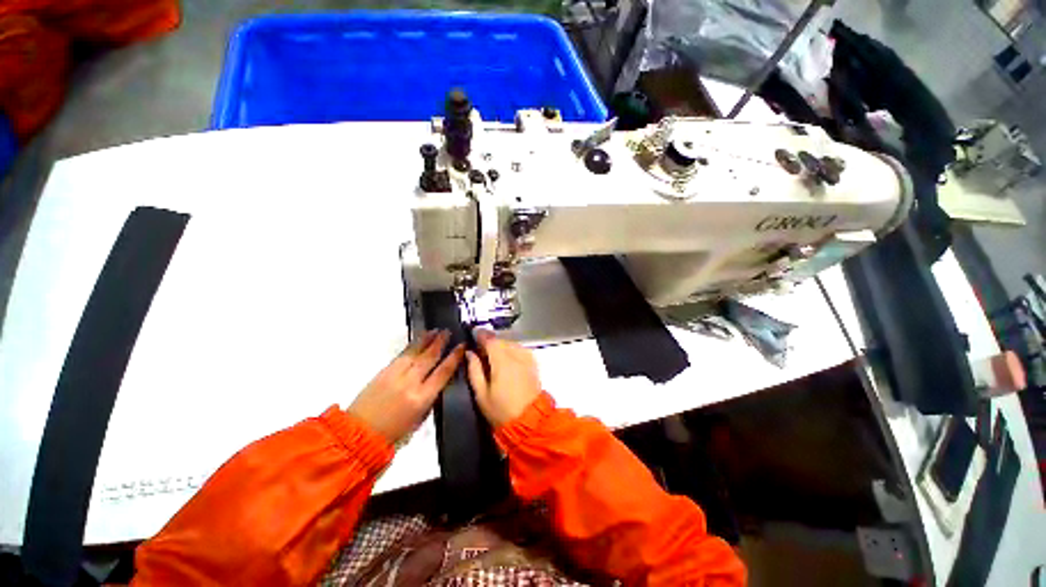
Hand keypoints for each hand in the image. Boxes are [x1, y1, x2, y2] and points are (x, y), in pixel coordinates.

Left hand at [349, 330, 463, 443]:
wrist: (359, 435)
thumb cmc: (394, 433)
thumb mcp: (420, 419)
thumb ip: (430, 398)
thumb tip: (438, 381)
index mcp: (422, 398)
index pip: (443, 372)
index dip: (454, 357)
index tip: (462, 346)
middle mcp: (410, 383)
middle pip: (429, 357)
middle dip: (440, 342)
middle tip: (448, 331)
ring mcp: (395, 375)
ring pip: (414, 352)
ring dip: (426, 339)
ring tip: (435, 330)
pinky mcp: (383, 372)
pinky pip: (401, 355)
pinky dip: (411, 346)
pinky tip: (417, 341)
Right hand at [466, 329, 541, 427]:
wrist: (530, 422)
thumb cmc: (501, 410)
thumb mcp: (481, 394)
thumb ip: (474, 370)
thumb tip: (469, 353)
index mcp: (502, 361)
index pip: (490, 340)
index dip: (481, 334)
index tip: (473, 333)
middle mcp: (516, 355)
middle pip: (501, 340)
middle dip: (490, 341)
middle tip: (480, 348)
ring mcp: (527, 358)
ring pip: (511, 343)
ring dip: (501, 345)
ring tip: (493, 355)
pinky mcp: (533, 363)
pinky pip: (520, 349)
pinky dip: (512, 350)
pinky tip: (507, 359)